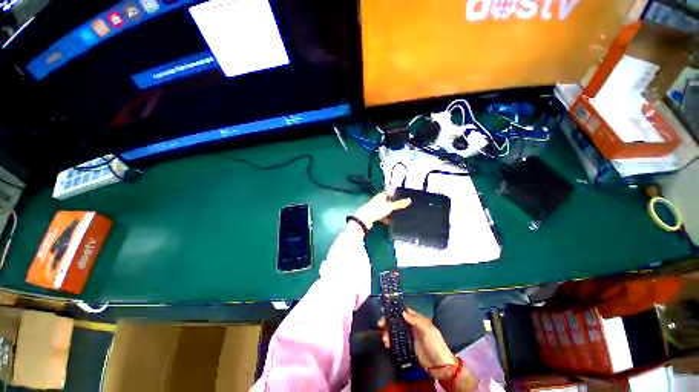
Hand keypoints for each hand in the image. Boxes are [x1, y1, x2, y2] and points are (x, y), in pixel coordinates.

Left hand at [353, 192, 410, 230]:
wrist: (364, 219)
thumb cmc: (375, 210)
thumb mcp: (389, 207)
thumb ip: (399, 204)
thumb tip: (409, 200)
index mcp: (381, 195)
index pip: (390, 193)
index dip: (396, 195)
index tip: (402, 198)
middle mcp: (378, 200)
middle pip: (388, 202)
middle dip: (393, 205)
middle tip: (400, 208)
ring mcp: (375, 207)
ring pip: (385, 209)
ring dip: (389, 213)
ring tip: (395, 216)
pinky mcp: (373, 214)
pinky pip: (381, 215)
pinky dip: (385, 218)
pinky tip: (388, 222)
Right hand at [378, 308, 456, 379]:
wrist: (441, 367)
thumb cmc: (436, 345)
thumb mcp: (428, 330)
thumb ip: (416, 320)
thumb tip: (403, 312)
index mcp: (417, 320)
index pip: (404, 312)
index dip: (394, 310)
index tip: (384, 311)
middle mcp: (411, 327)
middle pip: (396, 321)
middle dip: (387, 322)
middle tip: (380, 325)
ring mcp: (408, 337)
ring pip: (394, 331)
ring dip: (387, 332)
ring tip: (384, 338)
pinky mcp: (406, 347)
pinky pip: (395, 342)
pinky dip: (390, 341)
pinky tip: (387, 344)